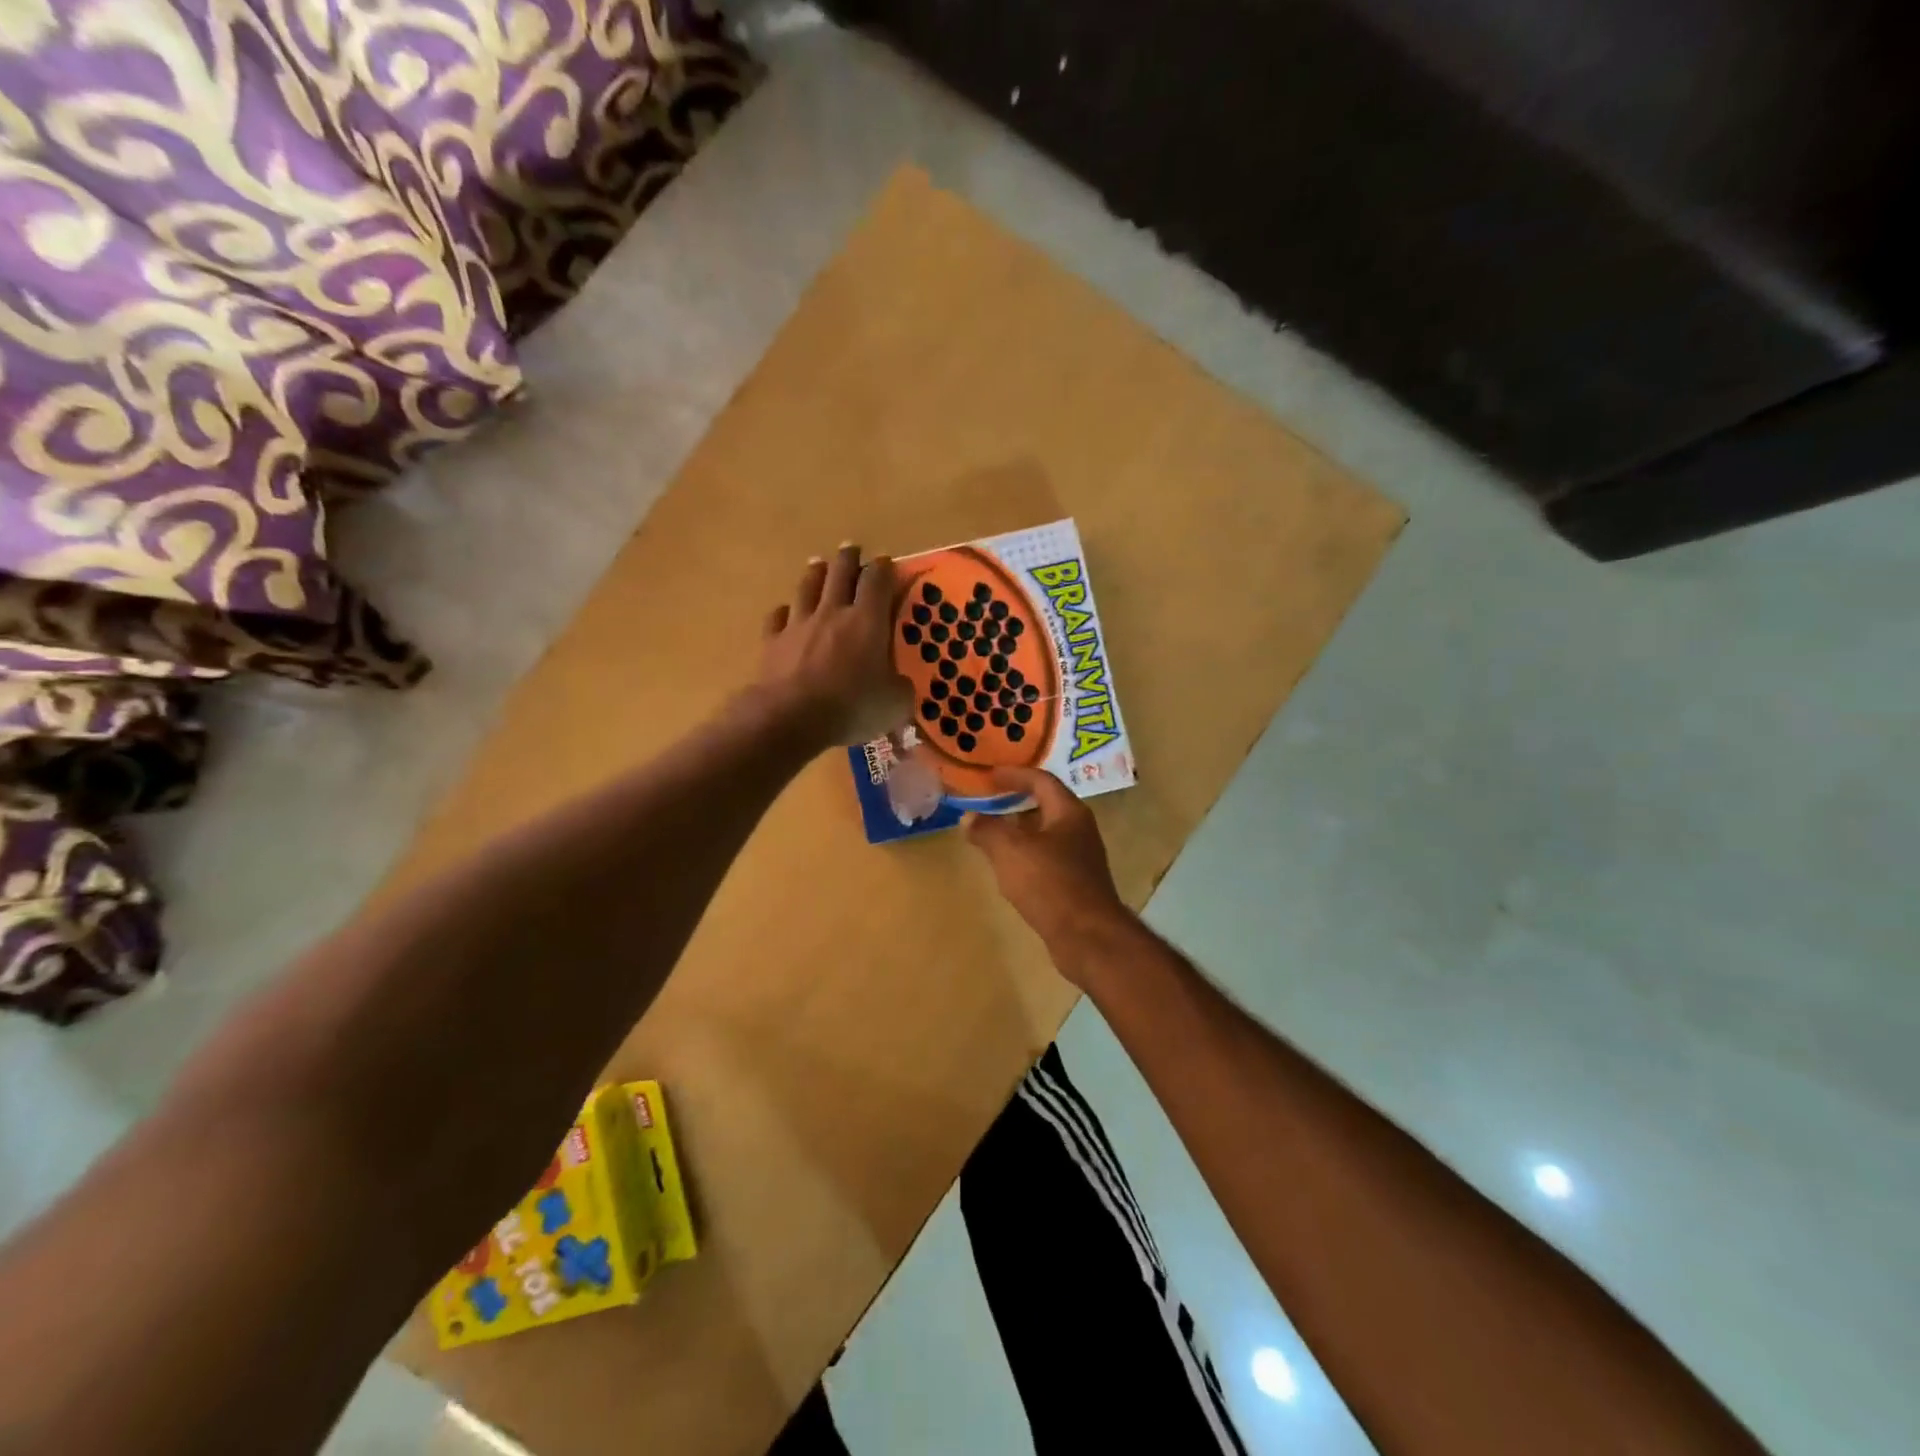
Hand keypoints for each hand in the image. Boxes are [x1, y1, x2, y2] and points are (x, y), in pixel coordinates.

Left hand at [757, 544, 912, 748]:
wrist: (791, 717)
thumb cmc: (852, 707)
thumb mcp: (895, 704)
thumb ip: (901, 688)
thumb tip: (900, 684)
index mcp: (867, 621)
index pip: (877, 581)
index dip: (883, 568)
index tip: (886, 562)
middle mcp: (833, 613)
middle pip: (840, 573)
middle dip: (848, 559)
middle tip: (852, 549)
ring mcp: (799, 624)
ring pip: (807, 587)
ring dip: (815, 573)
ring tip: (818, 564)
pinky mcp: (772, 642)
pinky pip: (777, 618)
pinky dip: (783, 612)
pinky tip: (785, 611)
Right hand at [964, 768, 1131, 975]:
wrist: (1087, 936)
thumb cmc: (1050, 883)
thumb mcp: (1010, 851)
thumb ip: (987, 830)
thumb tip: (968, 817)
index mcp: (1069, 812)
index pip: (1042, 781)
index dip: (1015, 775)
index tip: (990, 775)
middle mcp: (1079, 830)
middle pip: (1045, 807)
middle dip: (1015, 804)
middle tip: (987, 803)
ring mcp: (1080, 859)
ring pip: (1045, 835)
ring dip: (1019, 833)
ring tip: (990, 836)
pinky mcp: (1076, 885)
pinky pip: (1046, 860)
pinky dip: (1025, 857)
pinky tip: (1008, 870)